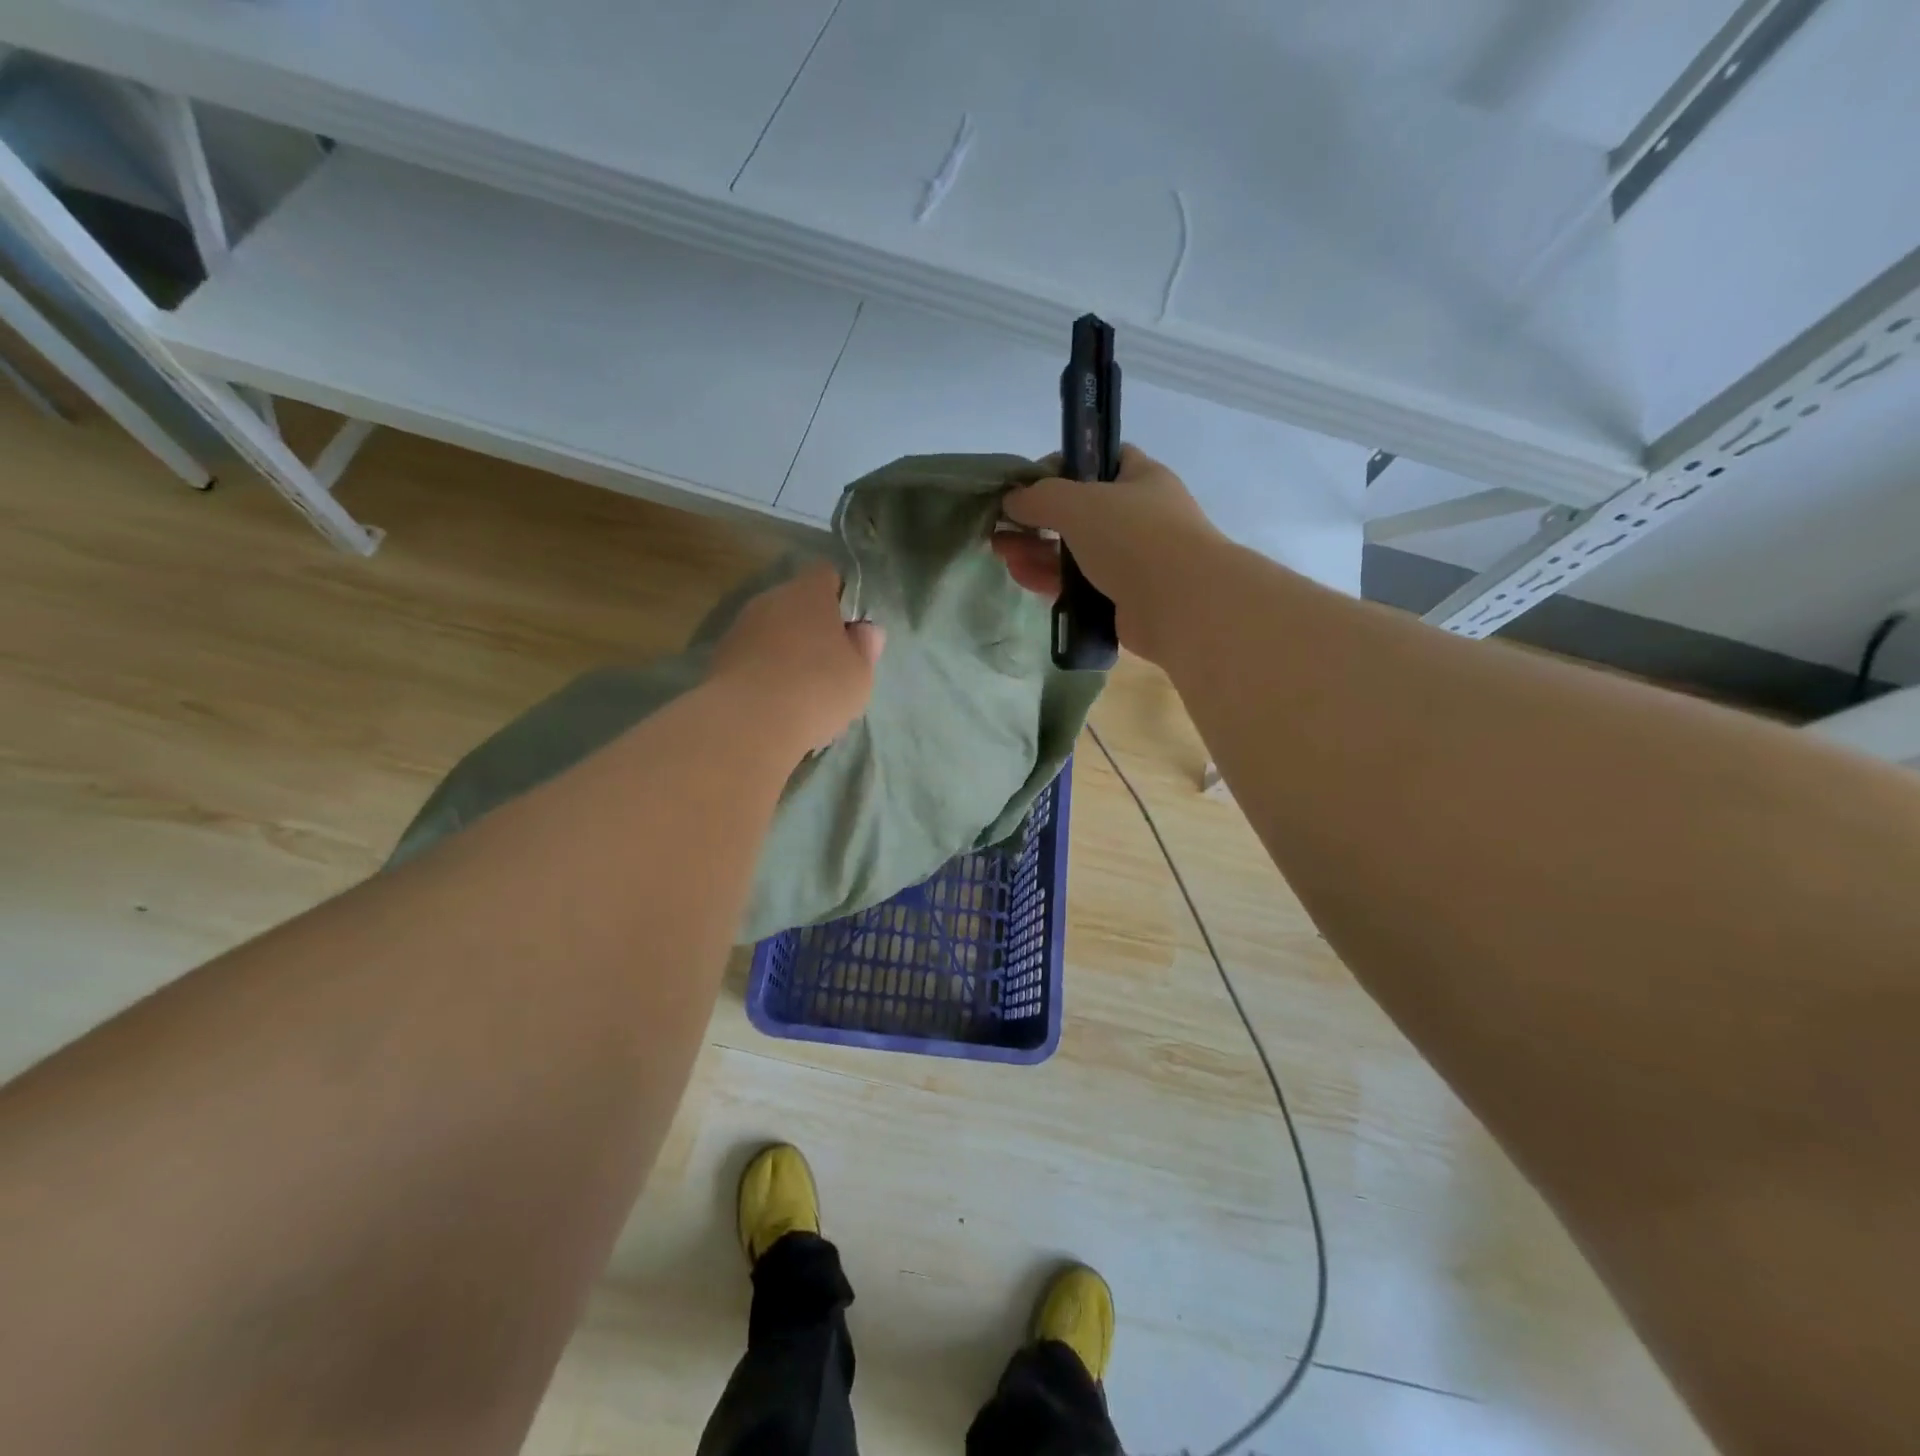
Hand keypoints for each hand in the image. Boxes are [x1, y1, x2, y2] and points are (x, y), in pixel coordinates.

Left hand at [709, 561, 884, 753]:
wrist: (750, 721)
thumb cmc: (819, 688)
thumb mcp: (860, 673)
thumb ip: (865, 647)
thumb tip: (864, 630)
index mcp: (809, 593)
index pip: (825, 574)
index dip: (838, 595)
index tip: (847, 626)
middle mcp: (771, 599)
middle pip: (795, 602)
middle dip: (810, 625)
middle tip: (828, 662)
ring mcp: (741, 626)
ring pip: (771, 629)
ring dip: (784, 648)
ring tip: (799, 687)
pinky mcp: (720, 656)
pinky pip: (751, 655)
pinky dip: (763, 669)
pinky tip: (774, 700)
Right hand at [992, 446, 1221, 663]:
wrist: (1181, 605)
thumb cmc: (1134, 537)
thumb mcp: (1078, 503)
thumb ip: (1039, 497)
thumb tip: (1012, 499)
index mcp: (1141, 479)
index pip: (1099, 461)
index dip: (1062, 467)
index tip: (1028, 484)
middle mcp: (1140, 517)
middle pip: (1080, 512)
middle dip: (1038, 518)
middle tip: (1002, 526)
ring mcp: (1133, 561)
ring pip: (1076, 552)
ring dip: (1038, 551)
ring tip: (1002, 553)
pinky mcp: (1123, 600)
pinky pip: (1080, 586)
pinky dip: (1052, 581)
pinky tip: (1022, 578)